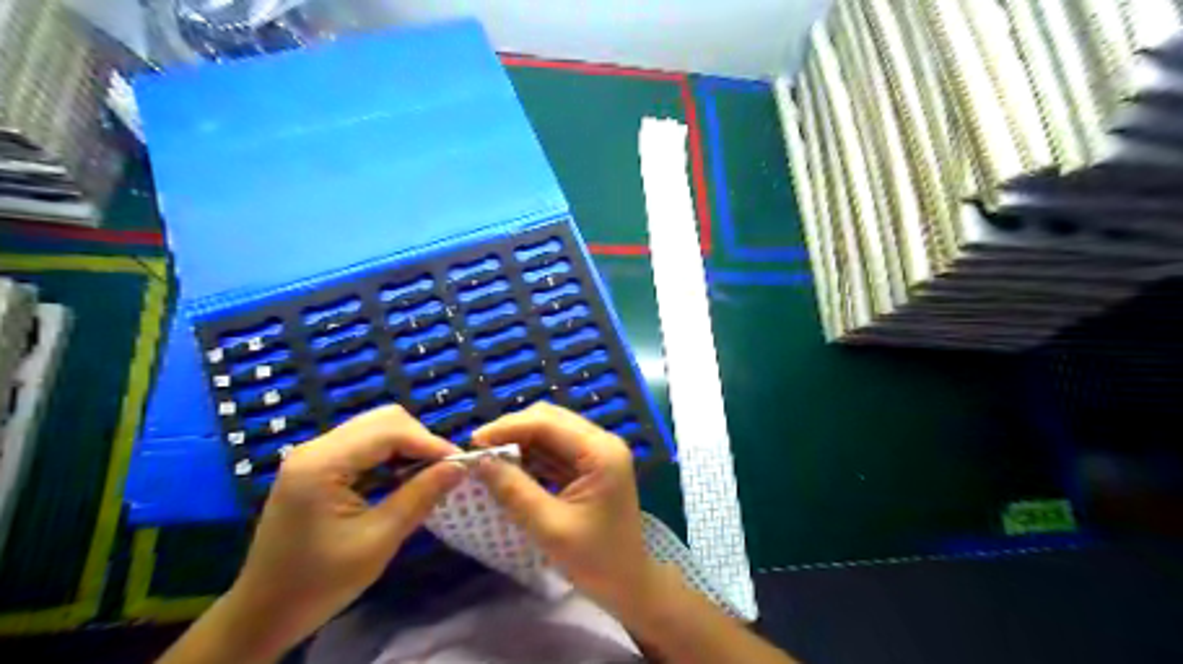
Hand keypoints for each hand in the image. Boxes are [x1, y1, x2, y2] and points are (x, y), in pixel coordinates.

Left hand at [220, 404, 460, 658]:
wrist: (264, 613)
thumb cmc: (320, 582)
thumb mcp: (378, 540)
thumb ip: (420, 496)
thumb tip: (461, 466)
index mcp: (322, 464)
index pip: (390, 430)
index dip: (430, 443)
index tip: (462, 464)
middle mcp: (315, 448)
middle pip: (383, 419)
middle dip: (420, 440)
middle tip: (445, 469)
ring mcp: (314, 455)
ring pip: (376, 427)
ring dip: (407, 445)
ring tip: (429, 474)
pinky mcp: (317, 466)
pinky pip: (364, 444)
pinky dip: (390, 454)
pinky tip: (403, 478)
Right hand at [470, 398, 654, 621]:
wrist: (628, 583)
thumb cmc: (595, 559)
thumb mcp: (550, 528)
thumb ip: (514, 491)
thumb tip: (479, 462)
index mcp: (601, 451)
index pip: (547, 423)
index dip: (507, 428)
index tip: (473, 444)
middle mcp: (601, 442)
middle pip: (549, 419)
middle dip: (512, 431)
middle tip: (478, 452)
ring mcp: (597, 451)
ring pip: (550, 431)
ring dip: (519, 441)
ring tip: (488, 460)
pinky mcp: (590, 464)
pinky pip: (555, 448)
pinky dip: (530, 454)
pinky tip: (509, 468)